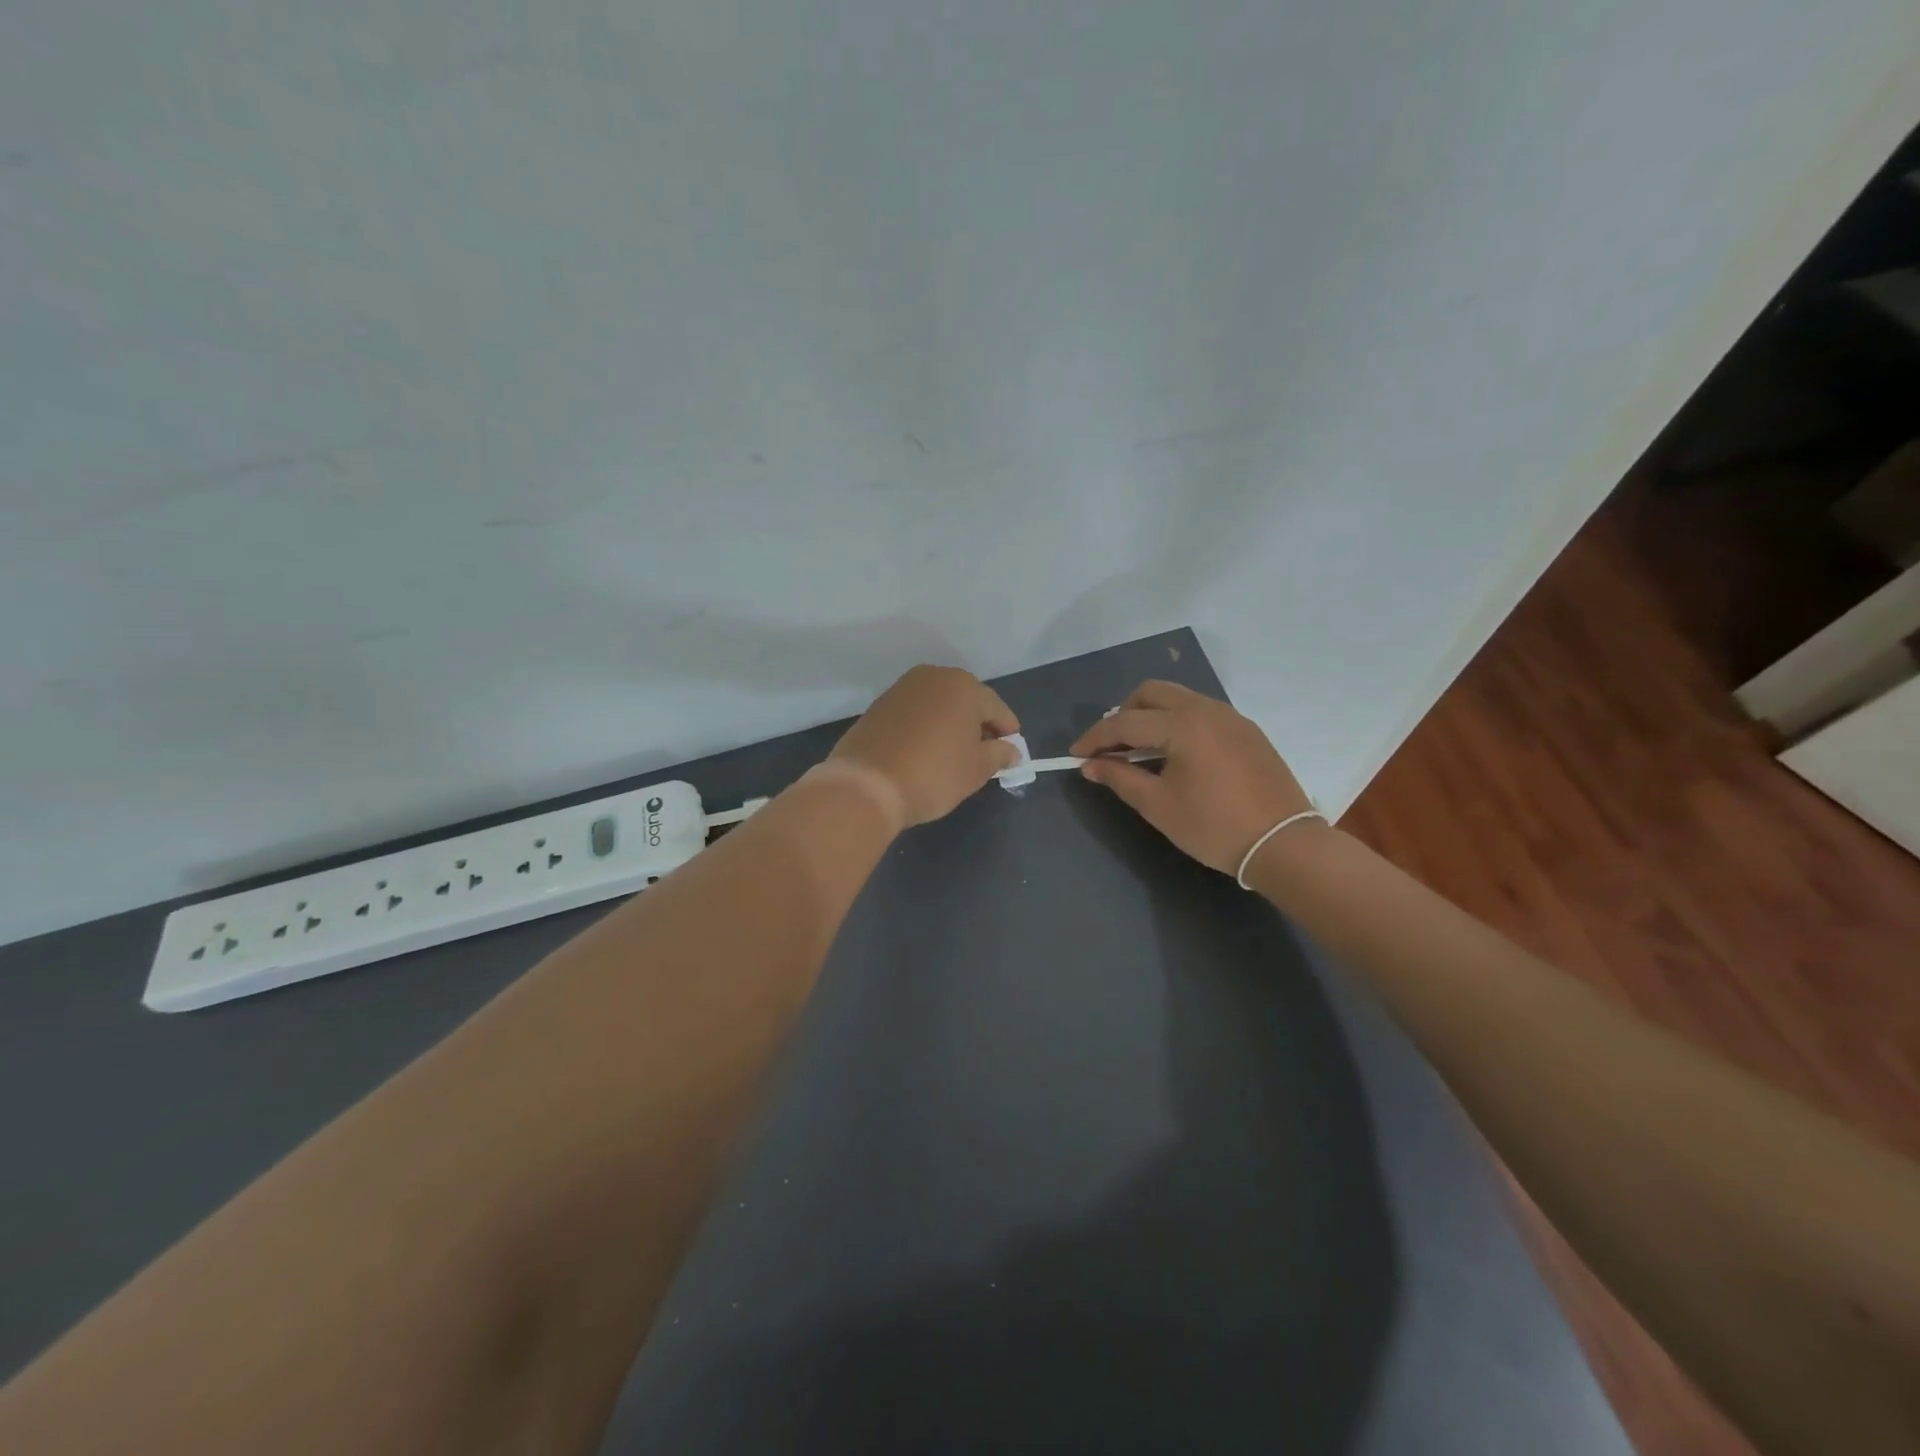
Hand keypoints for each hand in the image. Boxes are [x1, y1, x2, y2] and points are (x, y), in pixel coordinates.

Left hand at [828, 665, 1020, 831]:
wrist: (866, 785)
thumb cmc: (933, 774)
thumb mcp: (976, 769)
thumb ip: (1000, 754)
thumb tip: (1011, 750)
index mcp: (963, 685)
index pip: (996, 708)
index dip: (1008, 731)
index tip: (1012, 752)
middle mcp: (933, 677)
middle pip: (966, 701)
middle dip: (978, 725)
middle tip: (984, 755)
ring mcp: (902, 689)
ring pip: (939, 705)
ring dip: (950, 725)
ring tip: (954, 755)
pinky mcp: (879, 705)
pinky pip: (915, 714)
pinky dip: (926, 728)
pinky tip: (926, 752)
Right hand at [1071, 680, 1322, 876]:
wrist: (1284, 844)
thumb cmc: (1214, 827)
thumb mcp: (1158, 805)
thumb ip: (1120, 778)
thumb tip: (1090, 765)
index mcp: (1182, 725)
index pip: (1125, 722)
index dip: (1095, 738)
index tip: (1076, 755)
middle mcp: (1206, 709)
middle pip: (1151, 693)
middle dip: (1124, 714)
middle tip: (1111, 747)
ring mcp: (1231, 717)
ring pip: (1179, 698)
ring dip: (1151, 716)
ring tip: (1140, 750)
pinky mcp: (1247, 730)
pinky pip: (1201, 712)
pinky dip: (1178, 723)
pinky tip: (1175, 754)